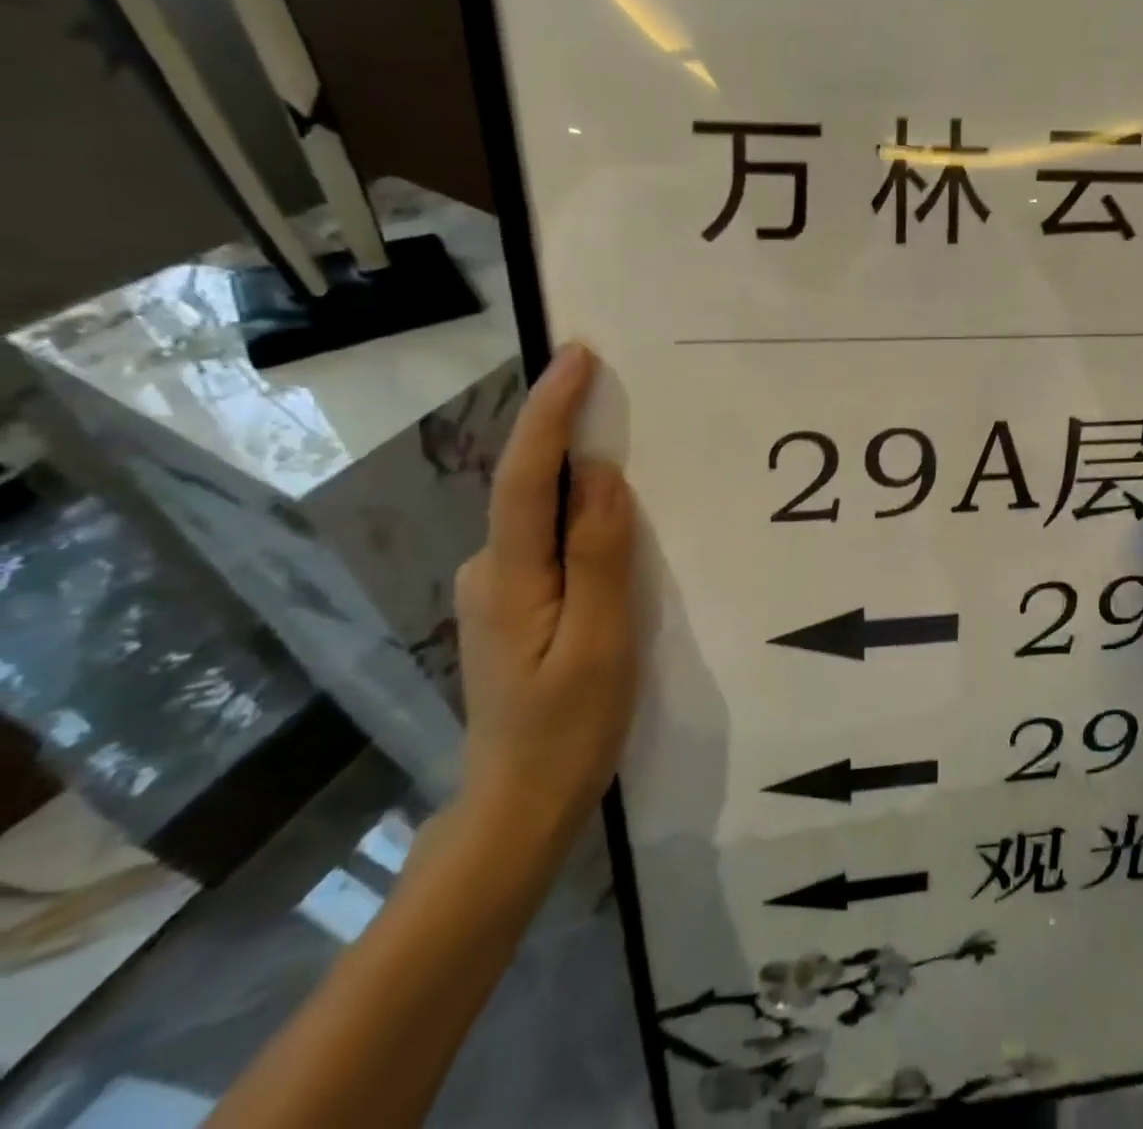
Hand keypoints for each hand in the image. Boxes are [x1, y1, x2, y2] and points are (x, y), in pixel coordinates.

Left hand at [453, 343, 639, 850]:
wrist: (520, 806)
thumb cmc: (568, 729)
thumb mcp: (600, 641)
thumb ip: (600, 554)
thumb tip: (601, 474)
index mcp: (510, 576)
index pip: (527, 476)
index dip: (551, 411)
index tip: (578, 357)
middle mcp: (491, 570)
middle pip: (531, 486)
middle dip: (569, 430)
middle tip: (620, 390)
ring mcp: (499, 589)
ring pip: (542, 515)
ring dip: (578, 474)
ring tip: (632, 446)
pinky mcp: (516, 605)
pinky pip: (551, 541)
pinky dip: (580, 515)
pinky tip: (615, 520)